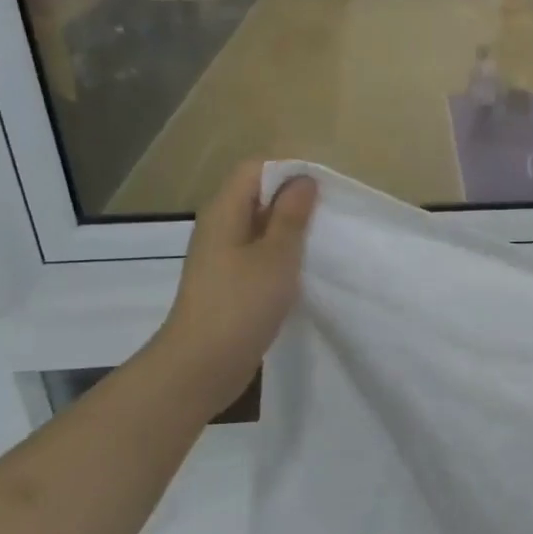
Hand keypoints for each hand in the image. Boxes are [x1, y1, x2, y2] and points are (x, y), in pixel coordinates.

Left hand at [155, 162, 316, 416]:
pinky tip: (303, 273)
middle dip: (294, 202)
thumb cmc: (241, 304)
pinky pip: (258, 256)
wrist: (203, 365)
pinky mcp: (228, 284)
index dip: (289, 172)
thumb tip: (303, 179)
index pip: (255, 169)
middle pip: (257, 197)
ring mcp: (222, 257)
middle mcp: (219, 227)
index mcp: (225, 211)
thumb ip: (291, 216)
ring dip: (289, 232)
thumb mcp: (277, 255)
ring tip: (322, 243)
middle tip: (329, 217)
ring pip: (260, 228)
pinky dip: (281, 257)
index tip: (323, 191)